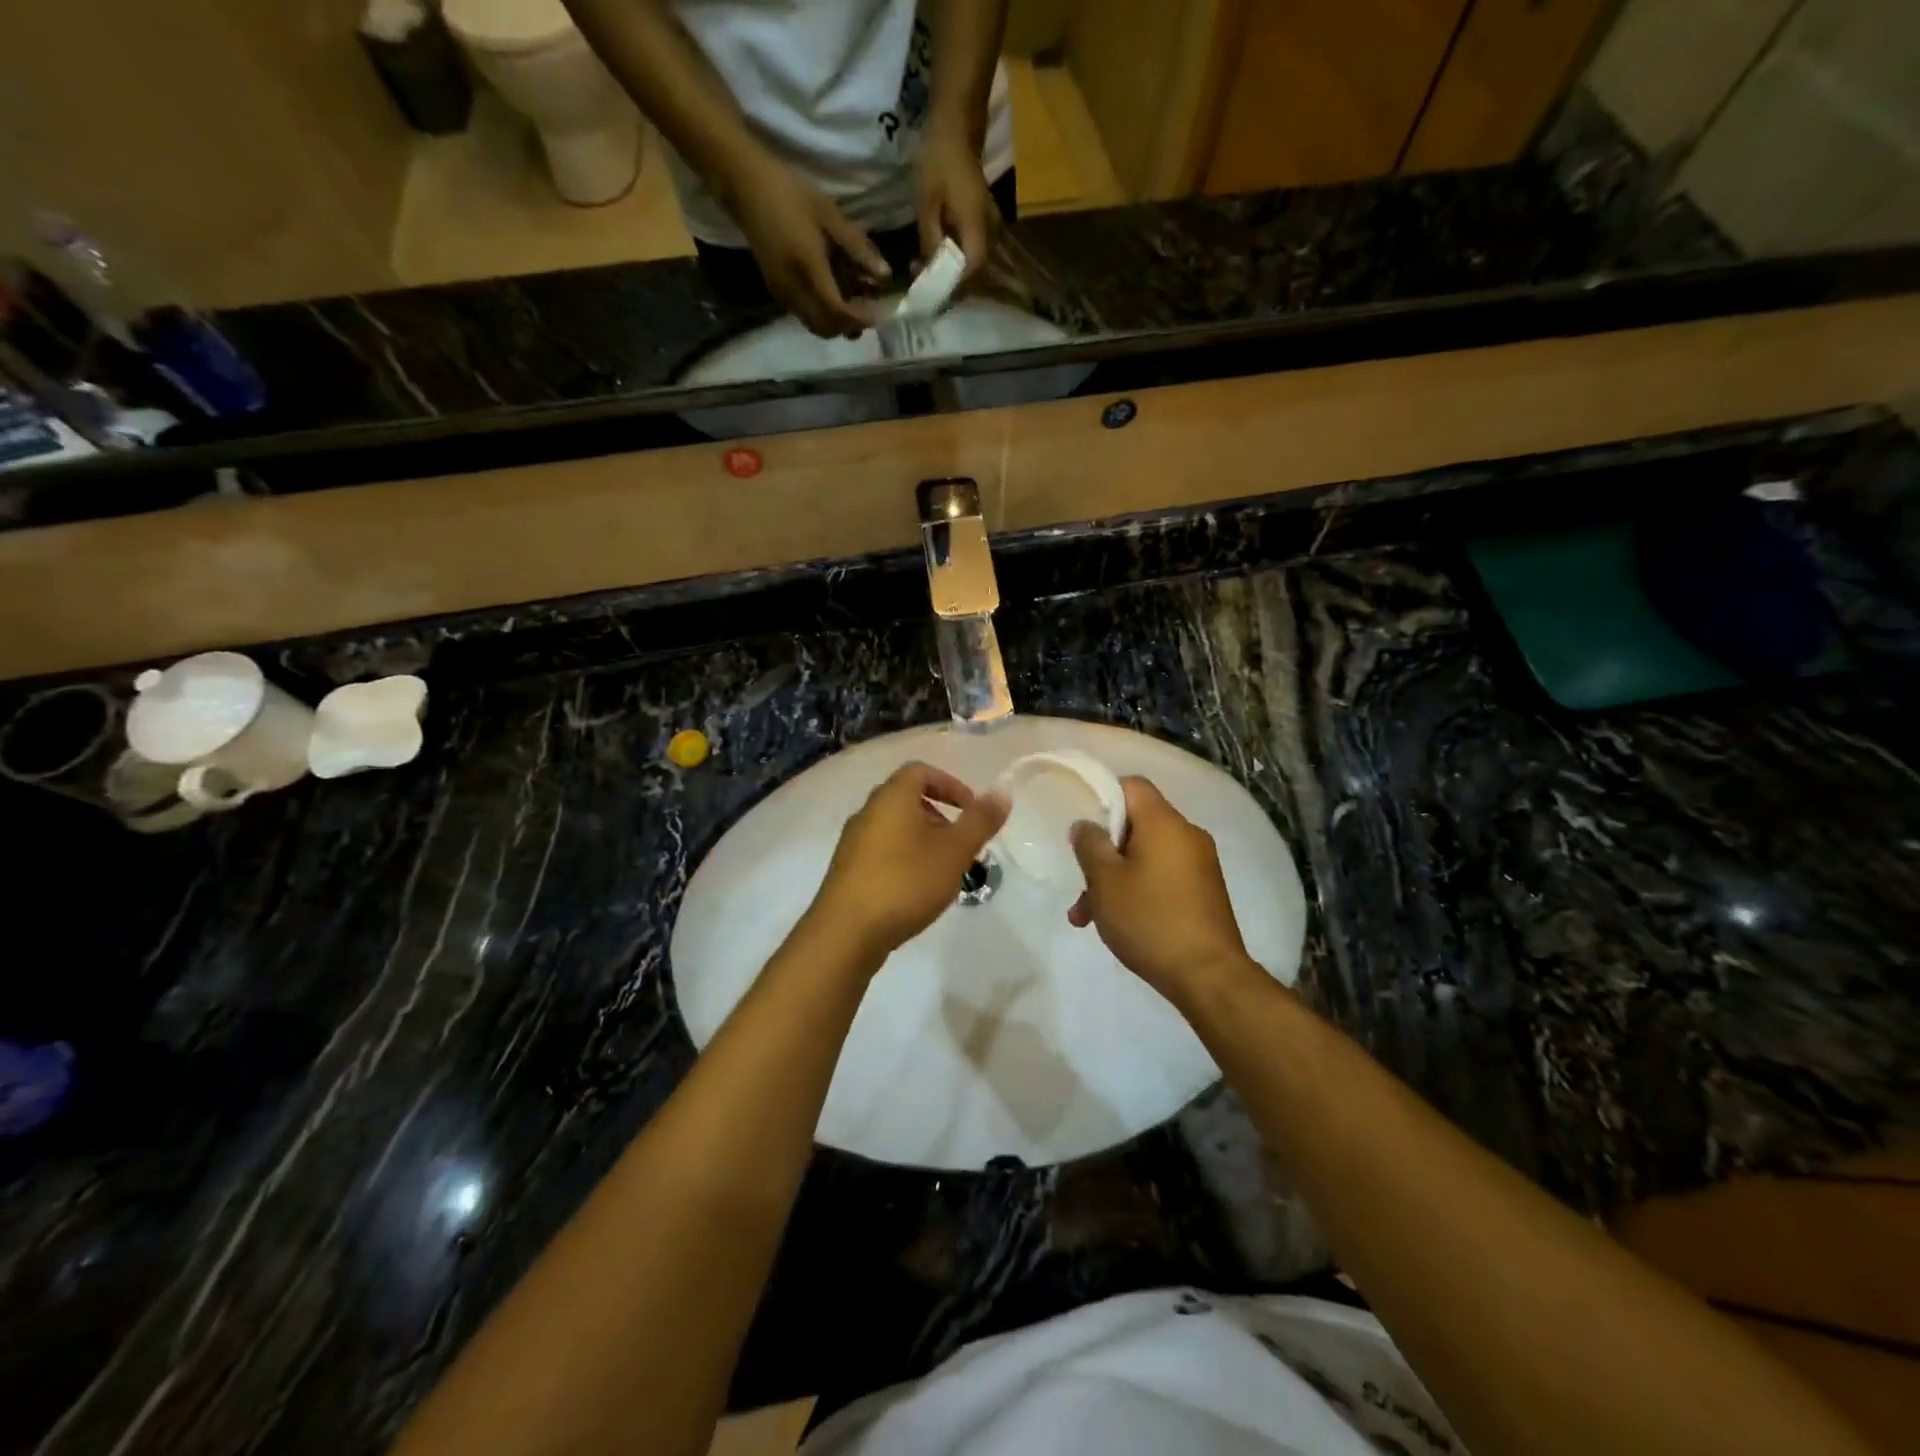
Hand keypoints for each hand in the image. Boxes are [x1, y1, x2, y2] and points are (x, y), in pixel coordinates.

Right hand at [730, 156, 889, 337]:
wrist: (745, 186)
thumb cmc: (790, 194)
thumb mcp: (830, 215)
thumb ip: (858, 248)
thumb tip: (885, 276)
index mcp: (808, 269)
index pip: (838, 312)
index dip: (860, 318)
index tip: (879, 312)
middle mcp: (793, 290)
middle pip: (826, 328)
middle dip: (849, 326)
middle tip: (867, 309)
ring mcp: (782, 293)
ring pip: (814, 325)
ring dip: (835, 322)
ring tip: (852, 300)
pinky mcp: (776, 291)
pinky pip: (804, 315)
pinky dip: (822, 313)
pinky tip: (832, 292)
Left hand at [810, 762, 1008, 960]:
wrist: (846, 932)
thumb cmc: (905, 882)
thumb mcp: (954, 851)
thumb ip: (980, 821)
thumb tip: (1002, 793)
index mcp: (892, 797)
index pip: (921, 771)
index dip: (950, 784)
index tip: (970, 810)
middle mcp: (868, 811)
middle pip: (907, 798)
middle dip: (940, 815)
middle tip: (962, 844)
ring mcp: (853, 841)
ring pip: (895, 827)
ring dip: (923, 839)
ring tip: (944, 870)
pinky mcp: (846, 869)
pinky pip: (882, 850)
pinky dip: (904, 857)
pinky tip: (917, 889)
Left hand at [914, 119, 998, 284]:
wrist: (956, 127)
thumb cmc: (939, 161)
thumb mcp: (926, 204)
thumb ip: (930, 241)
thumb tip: (930, 272)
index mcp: (977, 225)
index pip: (972, 268)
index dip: (953, 285)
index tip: (932, 290)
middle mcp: (989, 229)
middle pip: (976, 270)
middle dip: (951, 283)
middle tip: (925, 284)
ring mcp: (990, 225)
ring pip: (975, 262)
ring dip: (953, 272)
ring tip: (928, 271)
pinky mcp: (984, 222)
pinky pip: (973, 250)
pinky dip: (957, 259)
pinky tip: (938, 256)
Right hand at [1068, 777, 1252, 1002]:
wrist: (1209, 976)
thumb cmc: (1150, 919)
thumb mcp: (1105, 881)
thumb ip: (1090, 845)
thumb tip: (1086, 825)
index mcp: (1164, 822)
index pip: (1132, 785)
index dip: (1102, 797)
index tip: (1082, 826)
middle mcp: (1187, 834)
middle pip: (1136, 824)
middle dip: (1103, 851)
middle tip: (1080, 882)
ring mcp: (1200, 864)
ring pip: (1145, 855)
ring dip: (1115, 878)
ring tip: (1087, 917)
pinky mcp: (1204, 891)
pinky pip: (1162, 876)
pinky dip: (1138, 890)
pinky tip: (1118, 923)